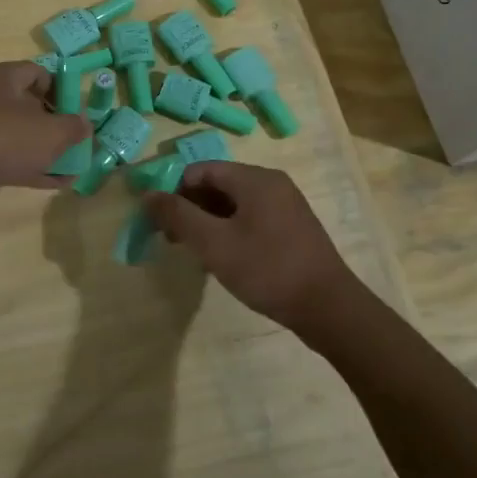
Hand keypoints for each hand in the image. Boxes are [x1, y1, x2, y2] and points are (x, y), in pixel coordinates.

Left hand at [0, 62, 91, 213]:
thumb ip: (74, 127)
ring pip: (16, 133)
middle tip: (73, 144)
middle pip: (27, 104)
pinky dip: (25, 165)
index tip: (77, 115)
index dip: (63, 91)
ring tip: (68, 170)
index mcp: (3, 76)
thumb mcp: (50, 134)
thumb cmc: (1, 141)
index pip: (39, 73)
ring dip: (42, 150)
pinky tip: (49, 183)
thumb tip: (84, 124)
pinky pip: (2, 154)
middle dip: (54, 125)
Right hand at [144, 161, 362, 334]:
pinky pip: (251, 218)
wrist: (328, 308)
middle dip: (190, 208)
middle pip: (218, 185)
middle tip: (173, 240)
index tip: (160, 221)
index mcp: (255, 179)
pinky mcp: (292, 228)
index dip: (175, 191)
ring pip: (234, 204)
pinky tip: (224, 258)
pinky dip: (230, 231)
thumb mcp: (214, 243)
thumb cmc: (267, 269)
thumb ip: (178, 216)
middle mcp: (272, 184)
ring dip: (208, 222)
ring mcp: (286, 206)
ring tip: (196, 252)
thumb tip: (148, 195)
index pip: (201, 170)